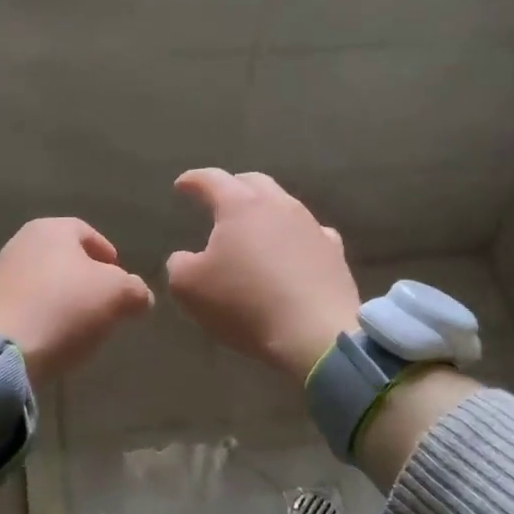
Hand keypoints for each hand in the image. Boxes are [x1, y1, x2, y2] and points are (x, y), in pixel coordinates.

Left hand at [0, 218, 155, 387]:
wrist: (1, 350)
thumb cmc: (64, 309)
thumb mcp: (118, 296)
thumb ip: (136, 290)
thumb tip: (139, 296)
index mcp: (51, 229)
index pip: (88, 233)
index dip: (109, 255)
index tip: (121, 282)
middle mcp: (20, 242)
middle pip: (63, 257)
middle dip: (85, 279)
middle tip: (104, 304)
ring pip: (43, 281)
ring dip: (61, 298)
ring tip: (78, 326)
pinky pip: (24, 304)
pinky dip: (40, 315)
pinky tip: (50, 336)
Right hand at [165, 169, 360, 381]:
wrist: (314, 334)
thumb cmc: (243, 304)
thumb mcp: (188, 287)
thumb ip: (179, 264)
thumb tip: (185, 257)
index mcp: (240, 206)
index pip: (211, 179)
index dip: (193, 180)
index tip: (181, 185)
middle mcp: (278, 205)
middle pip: (253, 182)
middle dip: (232, 186)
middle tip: (218, 199)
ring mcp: (311, 226)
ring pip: (284, 204)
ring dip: (264, 210)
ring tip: (252, 227)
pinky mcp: (334, 252)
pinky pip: (310, 232)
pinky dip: (293, 235)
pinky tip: (292, 249)